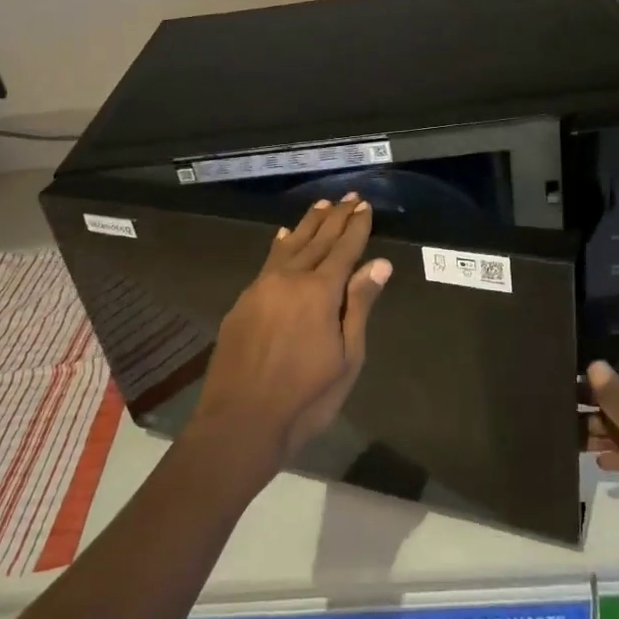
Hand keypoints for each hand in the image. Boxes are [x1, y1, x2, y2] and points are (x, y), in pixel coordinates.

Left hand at [188, 196, 391, 474]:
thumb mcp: (347, 357)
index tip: (365, 205)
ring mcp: (261, 288)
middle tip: (349, 197)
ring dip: (307, 224)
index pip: (344, 249)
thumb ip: (359, 306)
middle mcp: (289, 279)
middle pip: (317, 240)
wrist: (239, 421)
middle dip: (335, 218)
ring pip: (289, 246)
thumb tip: (378, 264)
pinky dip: (280, 245)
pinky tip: (283, 237)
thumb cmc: (305, 397)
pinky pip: (267, 262)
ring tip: (321, 205)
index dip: (356, 227)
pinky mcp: (242, 302)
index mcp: (320, 292)